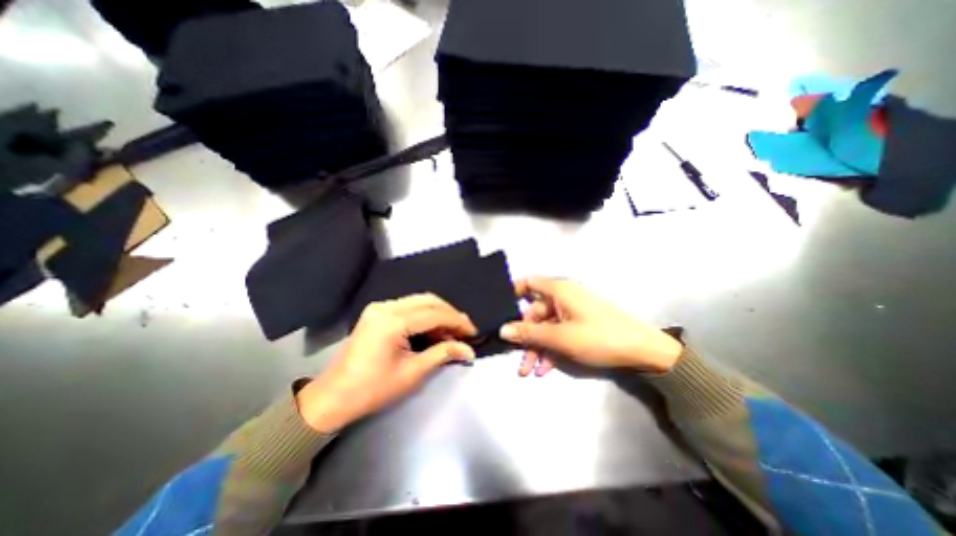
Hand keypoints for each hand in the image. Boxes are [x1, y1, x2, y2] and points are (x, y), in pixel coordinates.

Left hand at [298, 293, 475, 430]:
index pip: (435, 314)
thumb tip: (469, 350)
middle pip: (429, 301)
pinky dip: (425, 316)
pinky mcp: (378, 312)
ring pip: (420, 301)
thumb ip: (443, 354)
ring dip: (439, 314)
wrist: (334, 397)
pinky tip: (433, 330)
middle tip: (464, 332)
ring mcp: (380, 307)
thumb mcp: (412, 373)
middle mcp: (386, 307)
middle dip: (450, 315)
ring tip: (452, 333)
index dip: (458, 322)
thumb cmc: (373, 389)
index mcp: (392, 321)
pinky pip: (409, 307)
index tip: (473, 333)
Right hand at [498, 277, 682, 375]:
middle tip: (519, 361)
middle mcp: (563, 297)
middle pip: (535, 313)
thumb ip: (529, 333)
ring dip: (537, 348)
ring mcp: (572, 312)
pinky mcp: (580, 324)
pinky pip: (559, 333)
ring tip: (530, 371)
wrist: (644, 352)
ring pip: (546, 327)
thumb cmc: (599, 337)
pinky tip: (546, 369)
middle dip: (526, 337)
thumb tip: (503, 329)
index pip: (528, 283)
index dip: (512, 293)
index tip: (500, 310)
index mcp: (559, 290)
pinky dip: (551, 349)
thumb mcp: (560, 338)